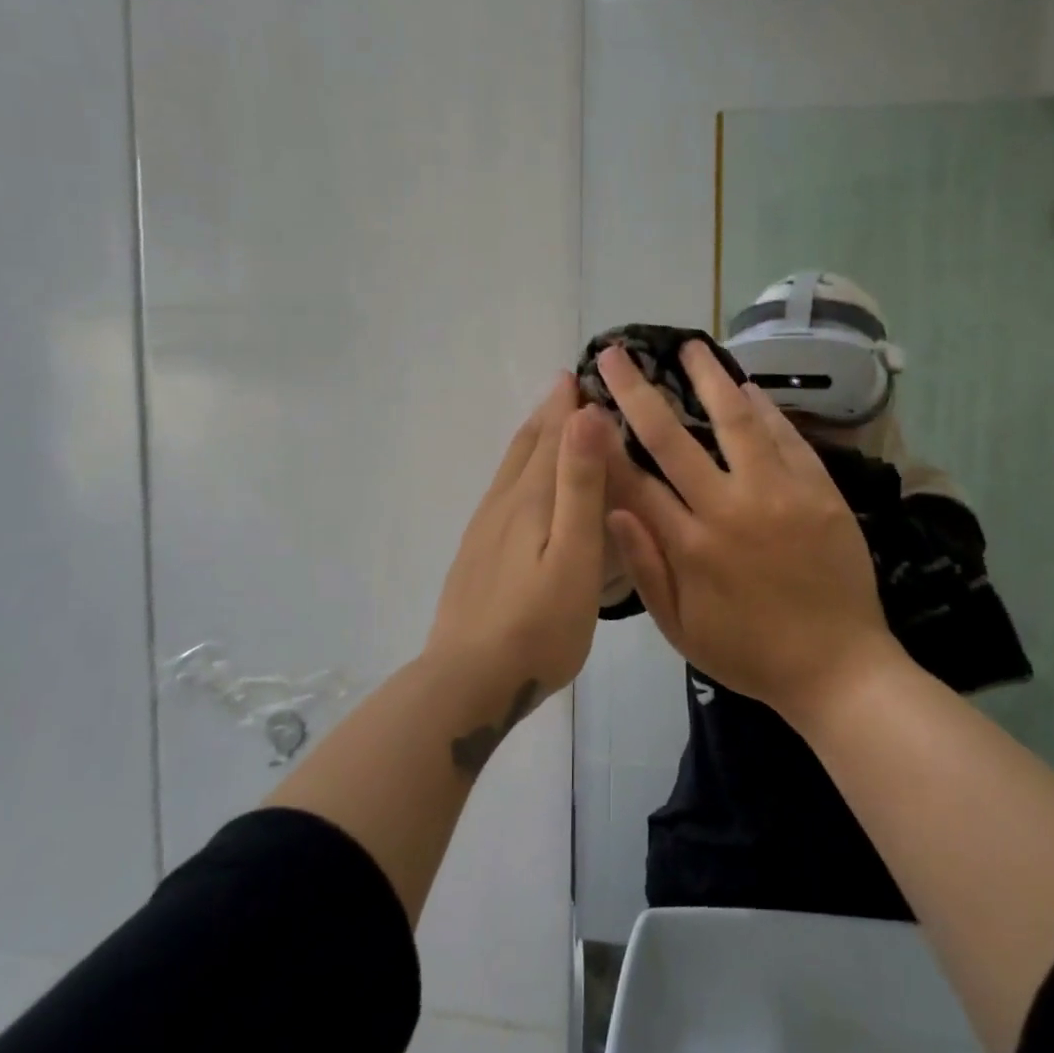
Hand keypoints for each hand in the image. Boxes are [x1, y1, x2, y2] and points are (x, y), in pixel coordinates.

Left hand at [424, 377, 612, 700]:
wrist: (469, 681)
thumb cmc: (538, 624)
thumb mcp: (574, 554)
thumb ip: (579, 485)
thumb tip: (585, 414)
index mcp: (530, 500)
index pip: (552, 437)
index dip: (567, 405)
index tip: (581, 371)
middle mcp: (502, 505)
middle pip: (525, 447)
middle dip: (547, 414)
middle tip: (566, 386)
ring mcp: (483, 532)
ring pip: (509, 470)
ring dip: (530, 440)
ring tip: (546, 424)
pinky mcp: (475, 556)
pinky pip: (501, 496)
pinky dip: (518, 473)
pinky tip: (520, 490)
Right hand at [597, 342, 901, 722]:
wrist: (839, 669)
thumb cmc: (750, 654)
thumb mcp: (682, 629)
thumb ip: (645, 568)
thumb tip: (610, 509)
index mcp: (690, 546)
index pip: (634, 480)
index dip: (605, 440)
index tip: (585, 405)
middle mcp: (729, 509)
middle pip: (673, 438)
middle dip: (637, 392)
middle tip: (615, 355)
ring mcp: (779, 494)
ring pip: (737, 422)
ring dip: (709, 379)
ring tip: (690, 347)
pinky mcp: (820, 491)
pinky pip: (788, 438)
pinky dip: (765, 409)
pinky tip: (747, 386)